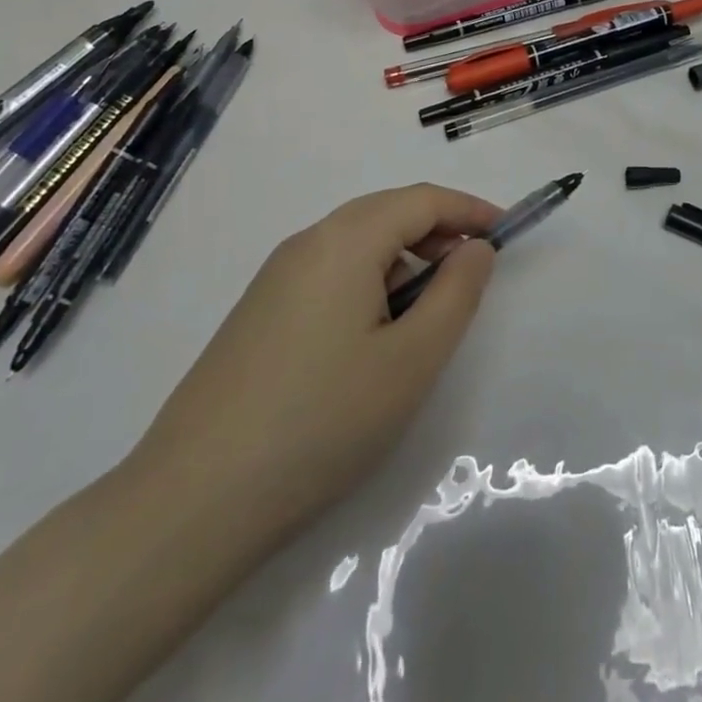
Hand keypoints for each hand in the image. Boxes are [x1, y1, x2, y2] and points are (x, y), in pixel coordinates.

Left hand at [130, 184, 501, 557]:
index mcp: (345, 241)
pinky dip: (368, 283)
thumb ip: (456, 294)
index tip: (508, 233)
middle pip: (387, 213)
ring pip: (357, 244)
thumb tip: (475, 249)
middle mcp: (307, 243)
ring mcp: (275, 278)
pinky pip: (329, 273)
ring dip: (403, 260)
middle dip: (438, 232)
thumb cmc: (322, 421)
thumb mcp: (412, 360)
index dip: (471, 210)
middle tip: (475, 271)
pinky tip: (372, 337)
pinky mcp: (258, 312)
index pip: (422, 200)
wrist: (193, 501)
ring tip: (426, 315)